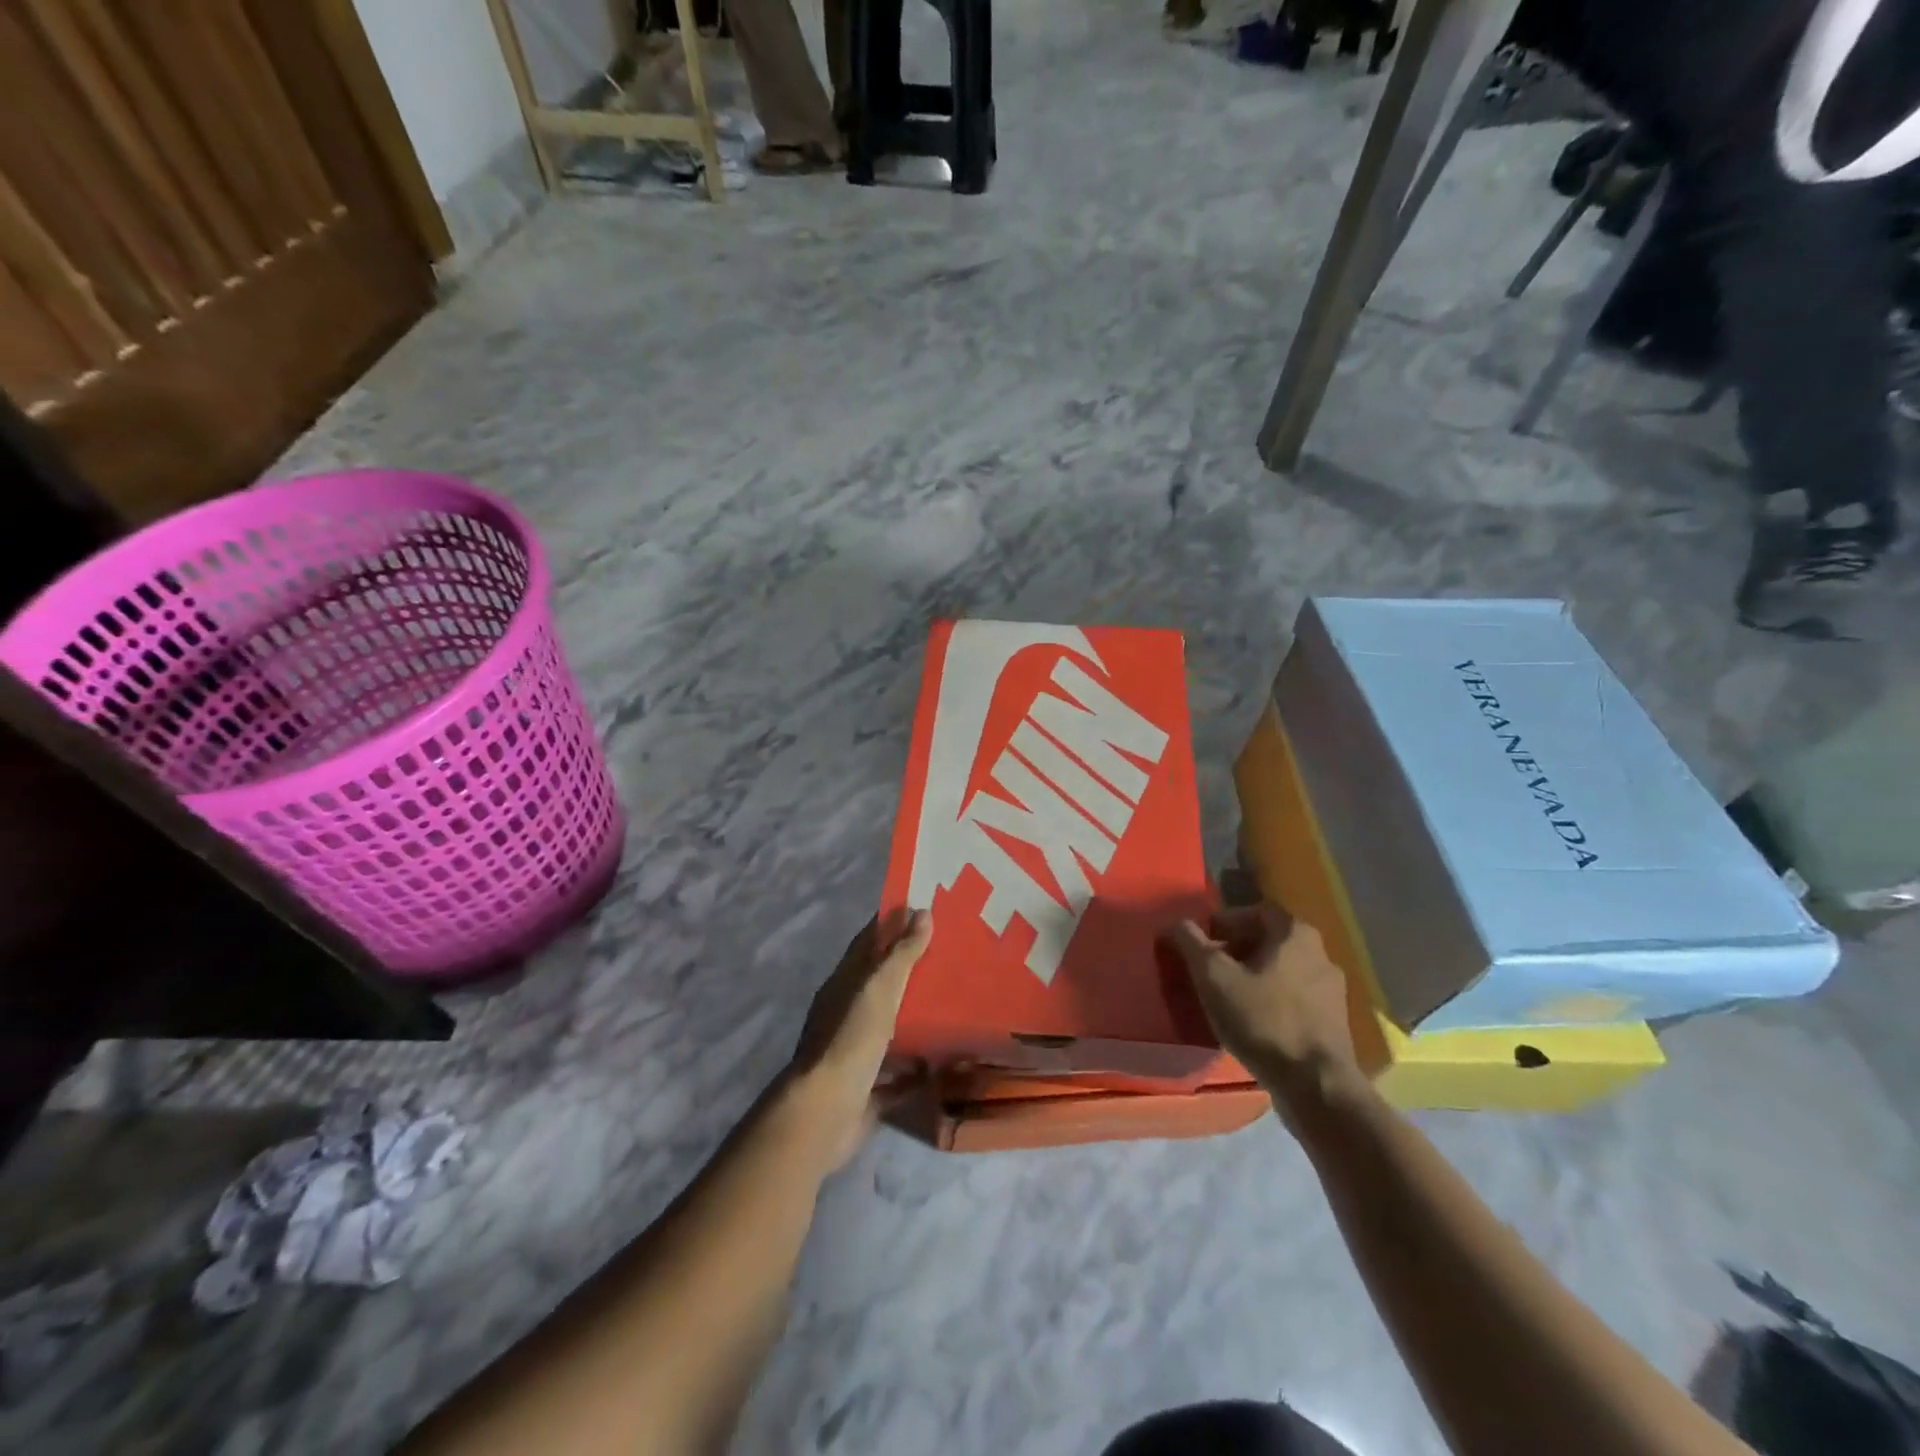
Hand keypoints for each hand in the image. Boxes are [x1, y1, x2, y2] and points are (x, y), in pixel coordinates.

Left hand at [784, 908, 932, 1168]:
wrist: (825, 1114)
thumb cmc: (851, 1040)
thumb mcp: (879, 989)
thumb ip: (901, 954)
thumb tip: (921, 912)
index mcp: (844, 984)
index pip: (868, 942)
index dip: (891, 923)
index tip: (923, 908)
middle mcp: (847, 1013)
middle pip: (881, 984)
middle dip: (910, 969)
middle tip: (952, 954)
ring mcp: (855, 1052)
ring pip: (890, 1026)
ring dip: (915, 1017)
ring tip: (956, 1004)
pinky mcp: (868, 1088)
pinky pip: (899, 1073)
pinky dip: (918, 1068)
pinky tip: (947, 1063)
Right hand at [1163, 903, 1359, 1112]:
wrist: (1317, 1086)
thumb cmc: (1263, 1020)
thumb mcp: (1214, 977)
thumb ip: (1191, 943)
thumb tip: (1176, 923)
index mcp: (1296, 934)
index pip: (1257, 910)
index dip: (1226, 921)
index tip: (1204, 942)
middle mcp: (1321, 953)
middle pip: (1270, 940)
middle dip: (1237, 949)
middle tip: (1210, 968)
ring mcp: (1332, 990)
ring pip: (1283, 970)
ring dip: (1254, 976)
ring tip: (1227, 996)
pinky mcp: (1334, 1022)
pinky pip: (1295, 997)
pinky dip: (1271, 1000)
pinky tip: (1252, 1021)